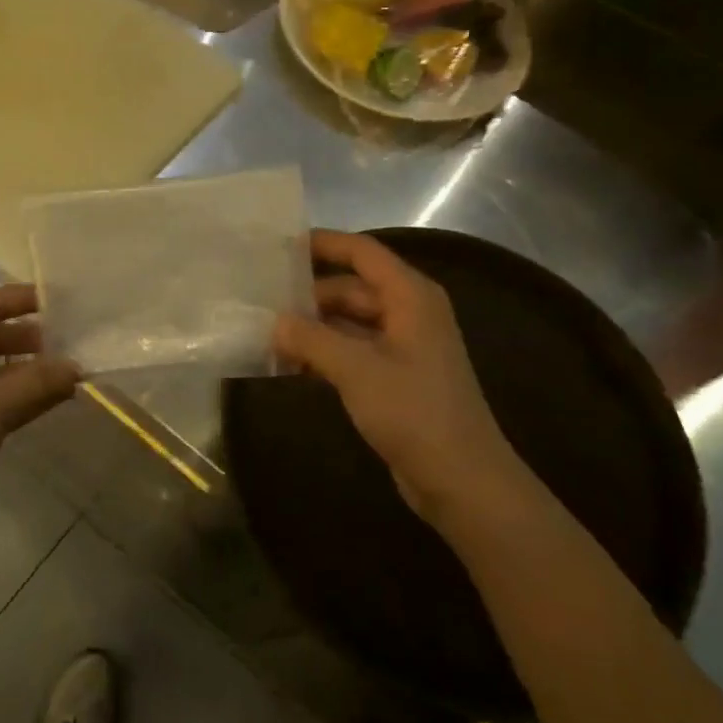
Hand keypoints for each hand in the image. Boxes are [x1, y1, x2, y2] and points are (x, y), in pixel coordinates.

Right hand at [274, 230, 521, 519]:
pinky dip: (324, 352)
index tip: (278, 244)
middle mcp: (408, 312)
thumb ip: (311, 338)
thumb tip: (274, 321)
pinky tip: (290, 364)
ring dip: (312, 327)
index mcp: (410, 296)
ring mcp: (402, 346)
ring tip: (266, 332)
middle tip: (260, 298)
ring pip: (348, 321)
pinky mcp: (394, 377)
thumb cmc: (414, 412)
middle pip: (351, 287)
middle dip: (308, 293)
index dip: (323, 243)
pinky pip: (352, 350)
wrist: (462, 480)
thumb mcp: (356, 369)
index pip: (362, 252)